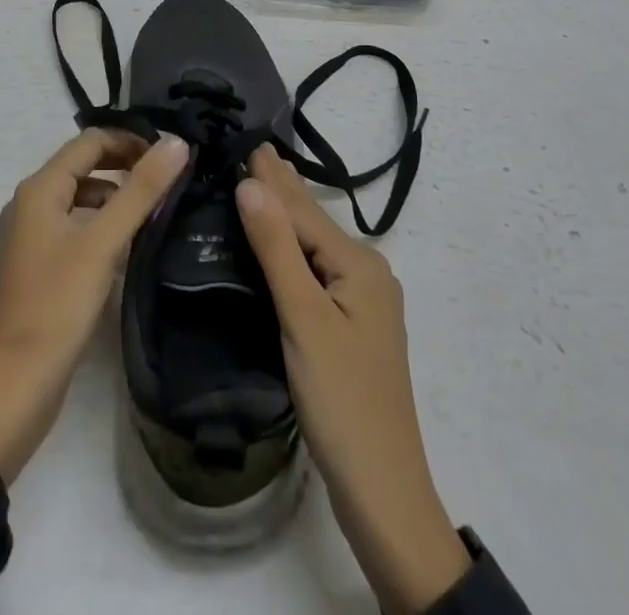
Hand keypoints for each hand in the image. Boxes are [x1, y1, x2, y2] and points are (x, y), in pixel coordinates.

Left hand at [0, 129, 188, 482]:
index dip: (130, 140)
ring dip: (115, 192)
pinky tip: (129, 241)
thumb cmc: (59, 304)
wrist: (19, 383)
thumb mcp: (104, 242)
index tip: (169, 154)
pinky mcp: (41, 262)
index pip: (90, 141)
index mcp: (39, 188)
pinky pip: (76, 222)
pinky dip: (102, 220)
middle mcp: (31, 202)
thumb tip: (176, 142)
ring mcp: (33, 233)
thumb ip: (141, 190)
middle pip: (84, 164)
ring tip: (155, 205)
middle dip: (124, 163)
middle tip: (167, 176)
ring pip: (81, 194)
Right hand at [237, 147, 470, 614]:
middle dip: (284, 184)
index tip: (246, 139)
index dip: (271, 176)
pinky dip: (295, 243)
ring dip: (289, 210)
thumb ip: (276, 247)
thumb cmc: (341, 399)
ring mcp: (364, 299)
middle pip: (314, 220)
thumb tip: (250, 182)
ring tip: (267, 177)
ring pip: (316, 243)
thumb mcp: (303, 318)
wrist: (382, 489)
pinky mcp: (354, 323)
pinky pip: (318, 266)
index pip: (302, 209)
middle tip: (256, 146)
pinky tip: (282, 239)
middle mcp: (367, 271)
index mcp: (359, 264)